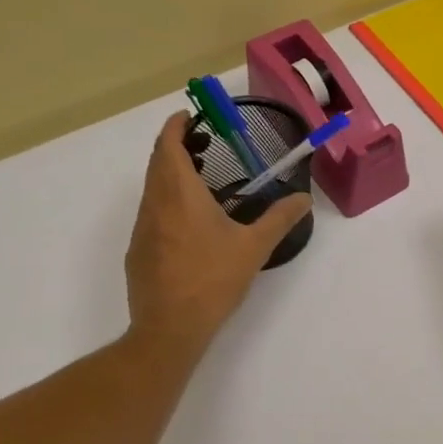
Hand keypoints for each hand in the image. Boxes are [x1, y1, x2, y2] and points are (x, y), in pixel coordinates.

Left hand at [124, 113, 310, 356]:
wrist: (169, 328)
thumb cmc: (213, 280)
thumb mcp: (254, 247)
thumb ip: (280, 218)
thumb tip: (304, 199)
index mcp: (179, 194)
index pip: (167, 145)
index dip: (175, 126)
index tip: (189, 116)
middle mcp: (154, 204)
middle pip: (157, 163)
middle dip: (175, 147)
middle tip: (203, 144)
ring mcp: (142, 229)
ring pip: (152, 189)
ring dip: (171, 176)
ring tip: (202, 182)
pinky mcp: (138, 251)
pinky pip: (151, 215)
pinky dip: (167, 203)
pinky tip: (191, 225)